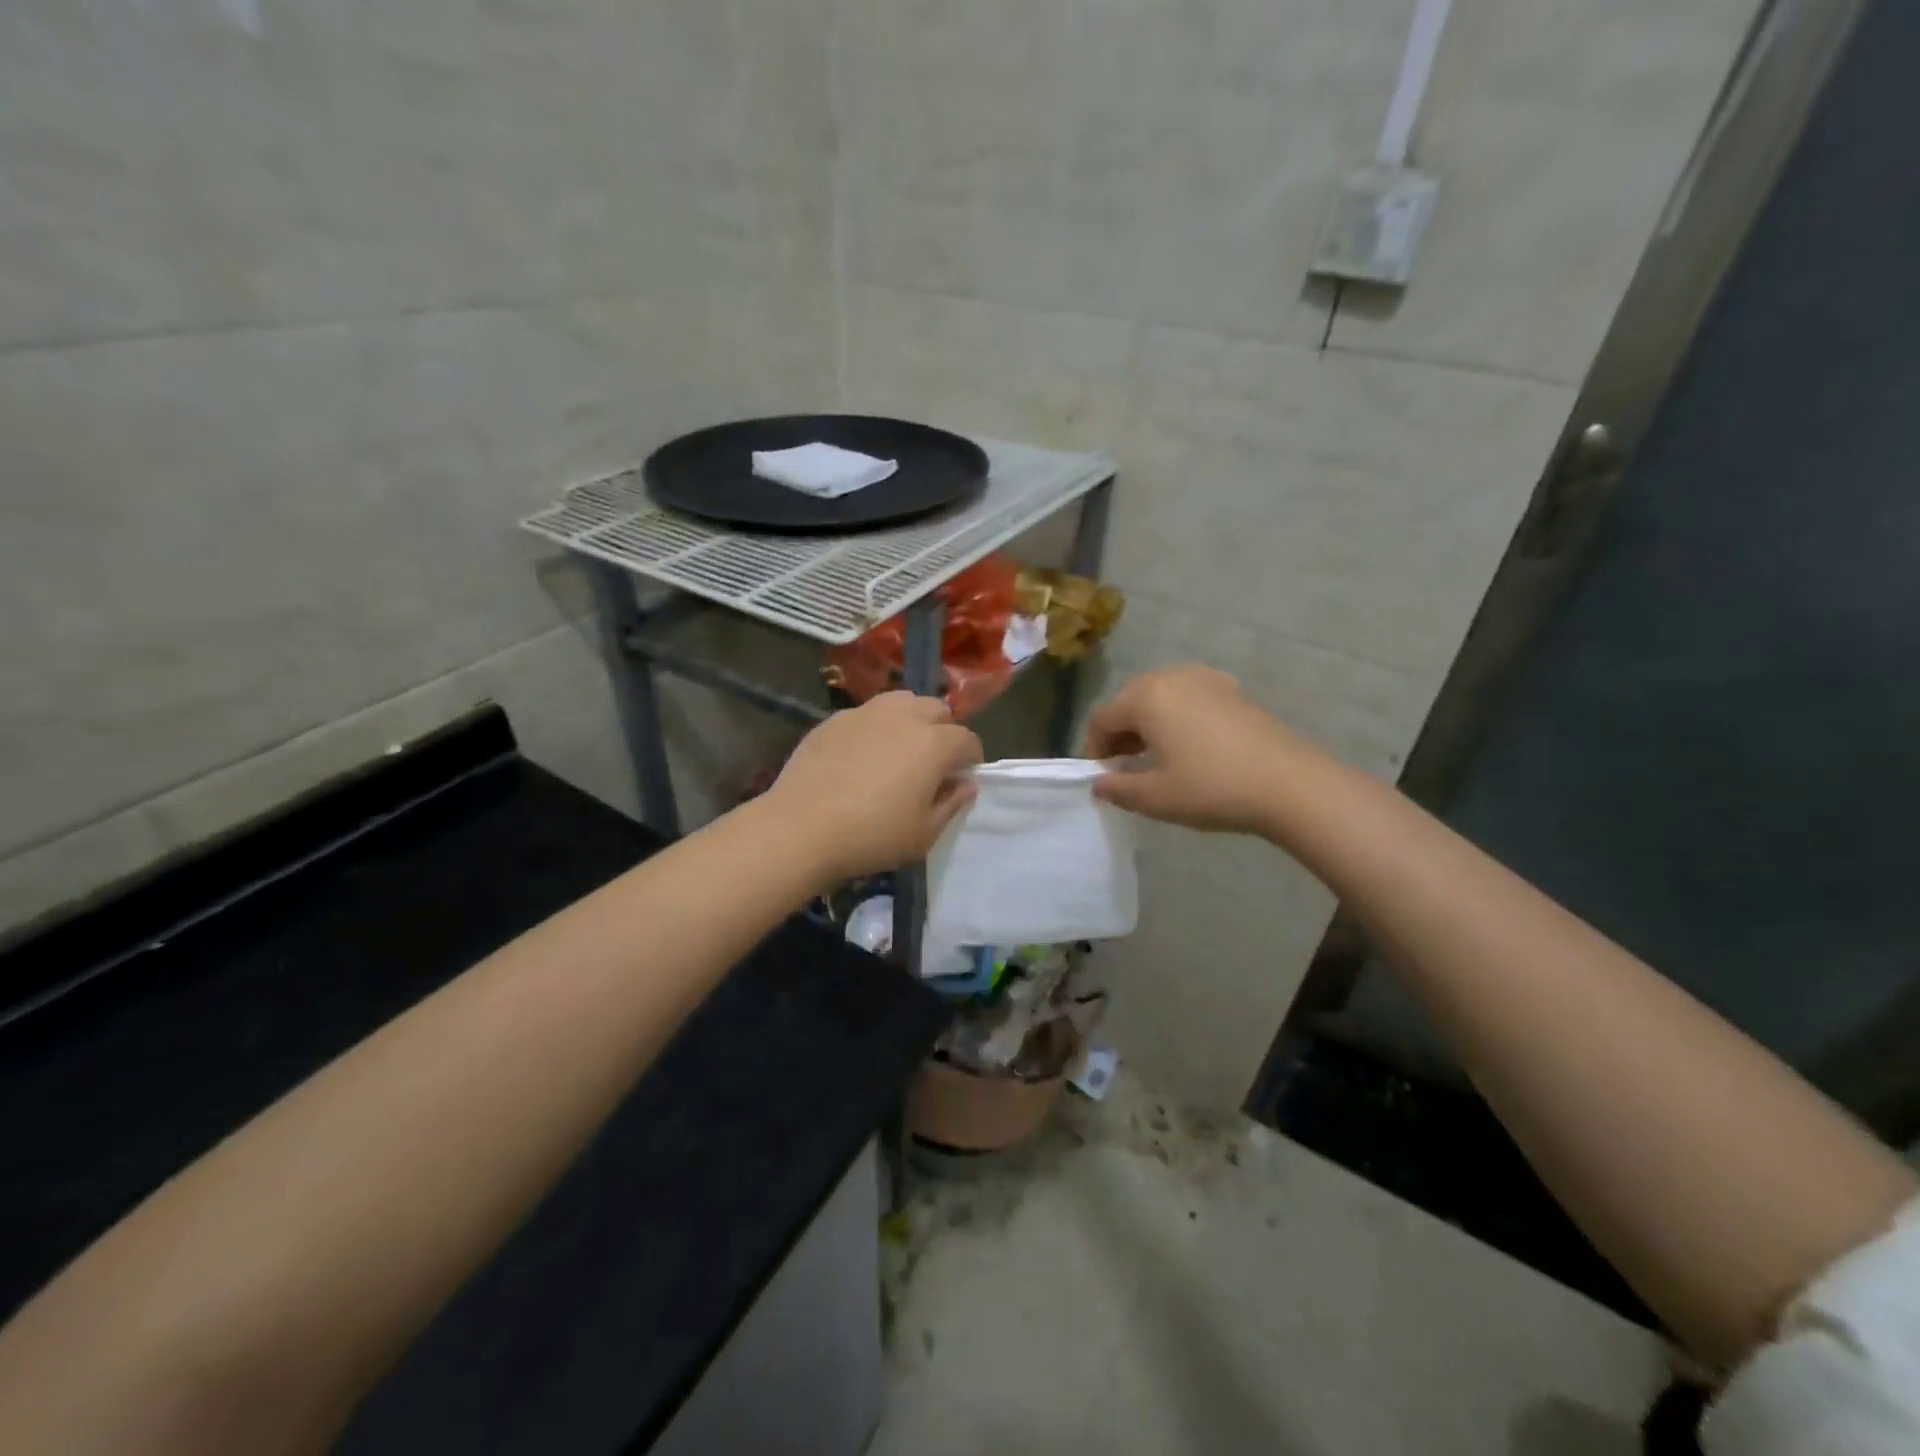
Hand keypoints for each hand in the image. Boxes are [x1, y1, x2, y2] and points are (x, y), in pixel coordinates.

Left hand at [768, 692, 983, 882]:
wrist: (801, 829)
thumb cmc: (872, 837)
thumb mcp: (924, 834)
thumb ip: (951, 804)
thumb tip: (965, 784)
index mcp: (934, 744)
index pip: (967, 739)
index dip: (970, 759)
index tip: (960, 779)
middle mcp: (904, 717)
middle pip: (937, 709)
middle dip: (943, 731)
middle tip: (932, 762)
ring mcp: (865, 713)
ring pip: (902, 701)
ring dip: (911, 718)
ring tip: (900, 747)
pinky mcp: (834, 719)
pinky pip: (867, 713)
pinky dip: (875, 726)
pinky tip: (861, 755)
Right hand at [1084, 666, 1307, 833]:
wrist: (1289, 784)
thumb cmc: (1211, 788)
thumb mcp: (1155, 798)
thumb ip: (1117, 788)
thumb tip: (1099, 783)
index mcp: (1146, 697)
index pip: (1102, 718)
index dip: (1094, 748)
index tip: (1102, 777)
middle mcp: (1172, 677)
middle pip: (1129, 701)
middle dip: (1120, 733)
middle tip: (1124, 768)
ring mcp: (1206, 679)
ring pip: (1160, 698)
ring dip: (1148, 725)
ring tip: (1156, 758)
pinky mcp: (1233, 690)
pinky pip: (1189, 699)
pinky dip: (1178, 718)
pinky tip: (1191, 748)